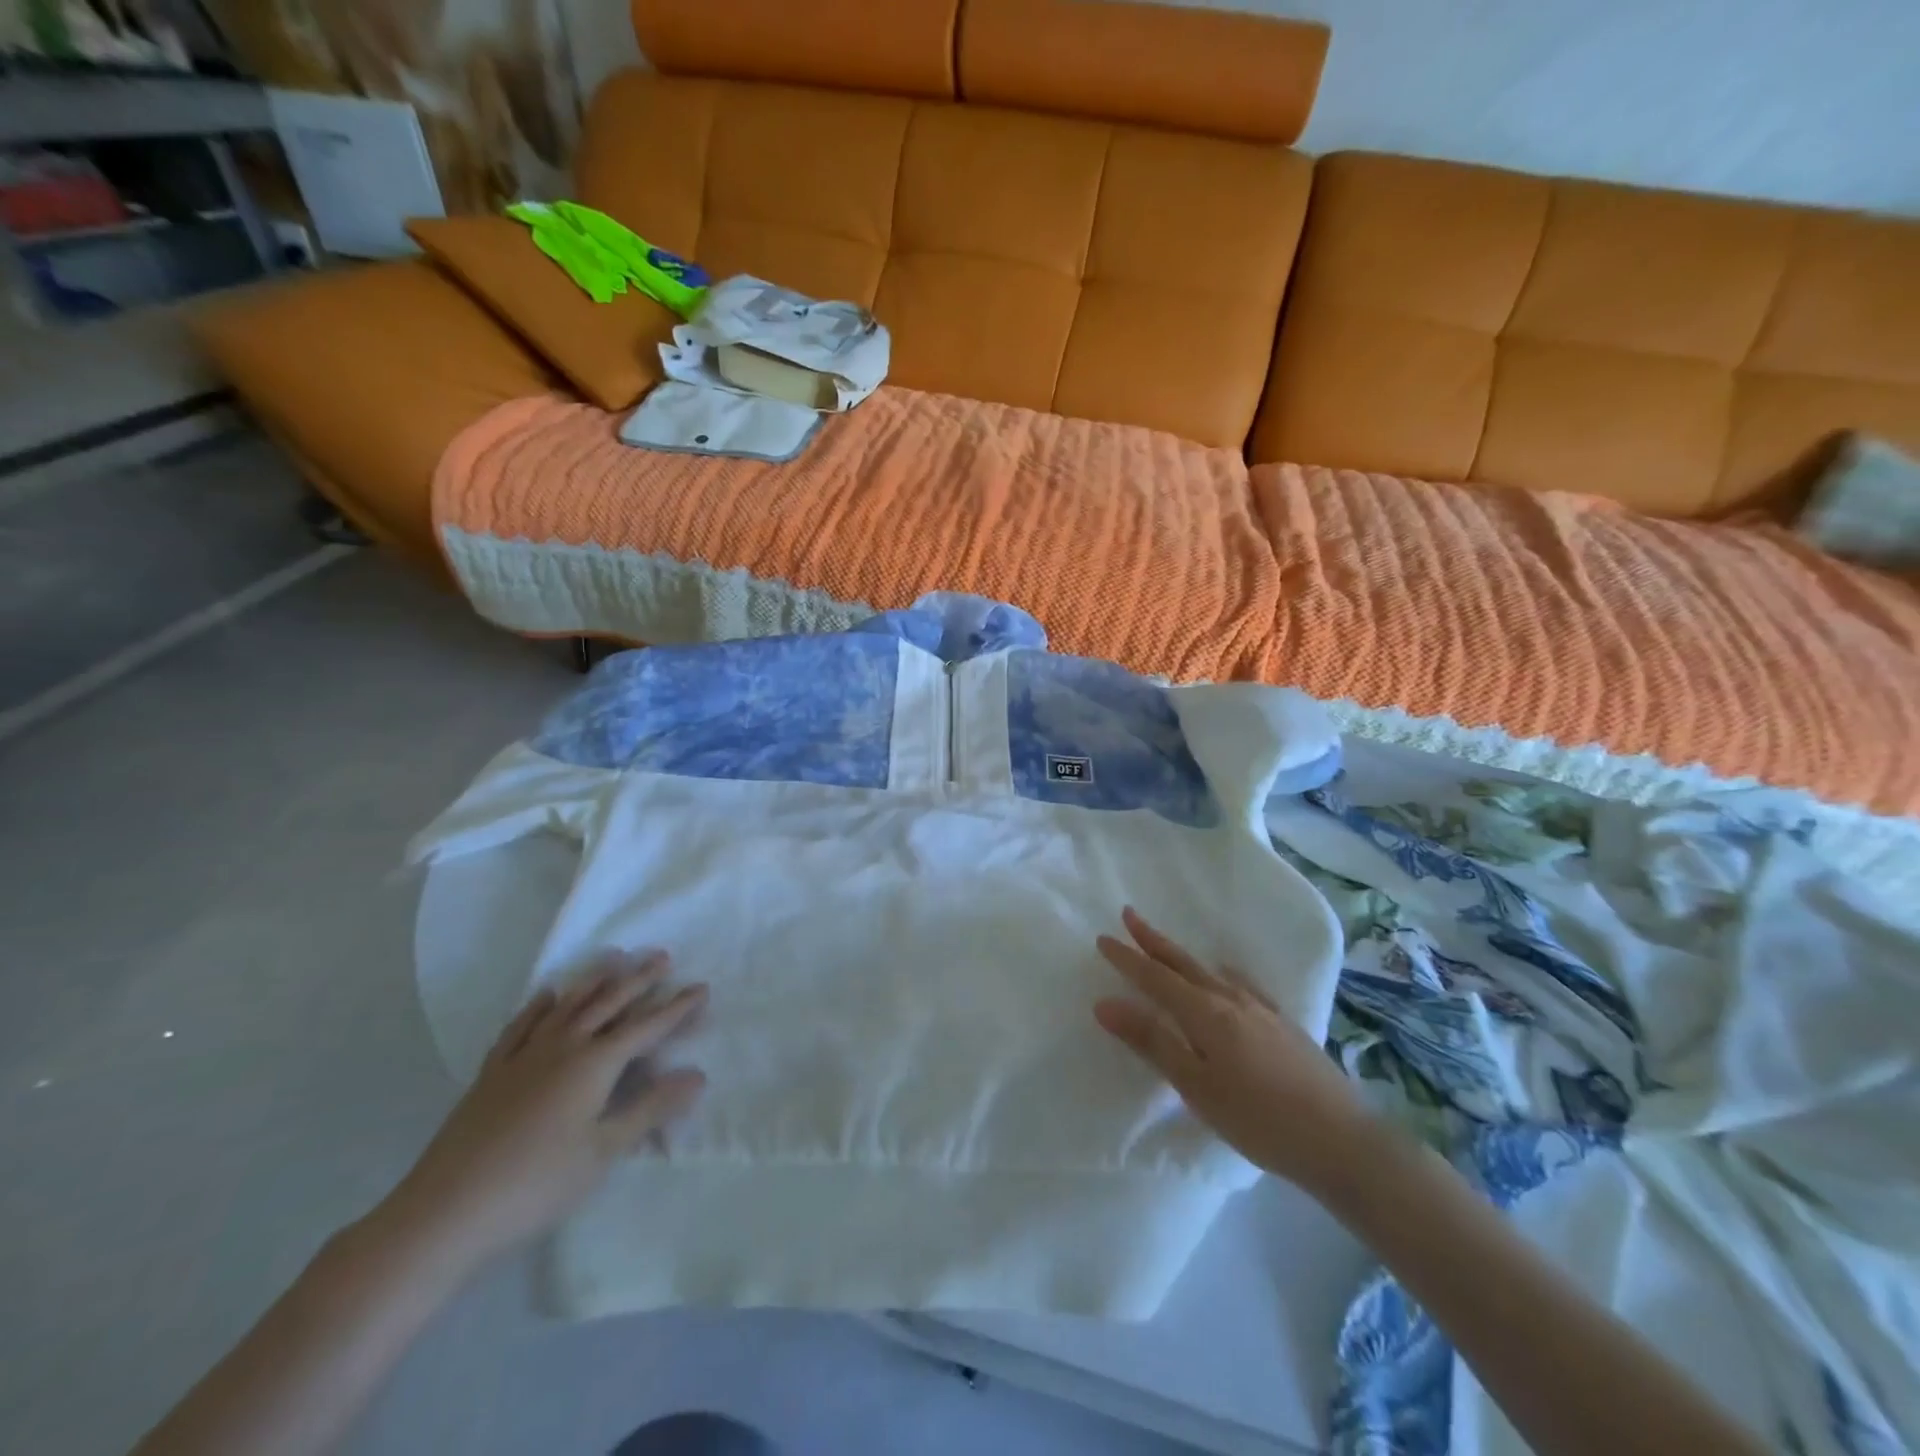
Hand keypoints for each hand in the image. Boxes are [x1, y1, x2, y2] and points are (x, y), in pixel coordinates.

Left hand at [374, 951, 707, 1274]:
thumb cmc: (536, 1184)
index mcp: (594, 1064)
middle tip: (661, 956)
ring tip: (614, 959)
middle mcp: (563, 1047)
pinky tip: (547, 995)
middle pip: (608, 1004)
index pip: (646, 1027)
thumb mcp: (603, 1151)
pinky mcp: (493, 1072)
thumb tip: (697, 1075)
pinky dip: (539, 1006)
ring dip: (594, 980)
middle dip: (639, 980)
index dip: (676, 1008)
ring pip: (567, 1006)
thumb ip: (650, 1108)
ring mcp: (524, 1056)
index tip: (701, 988)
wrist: (444, 1212)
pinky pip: (522, 1026)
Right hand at [1095, 907, 1375, 1194]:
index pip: (1156, 977)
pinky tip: (1227, 978)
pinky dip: (1221, 974)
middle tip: (1129, 914)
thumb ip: (1152, 1042)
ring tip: (1167, 947)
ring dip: (1182, 957)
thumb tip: (1105, 1002)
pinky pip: (1241, 984)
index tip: (1103, 938)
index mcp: (1206, 1013)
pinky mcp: (1284, 1024)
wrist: (1344, 1140)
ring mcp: (1262, 1009)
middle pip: (1183, 963)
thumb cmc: (1260, 1120)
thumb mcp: (1197, 1086)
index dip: (1128, 958)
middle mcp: (1232, 1000)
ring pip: (1211, 972)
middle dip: (1153, 941)